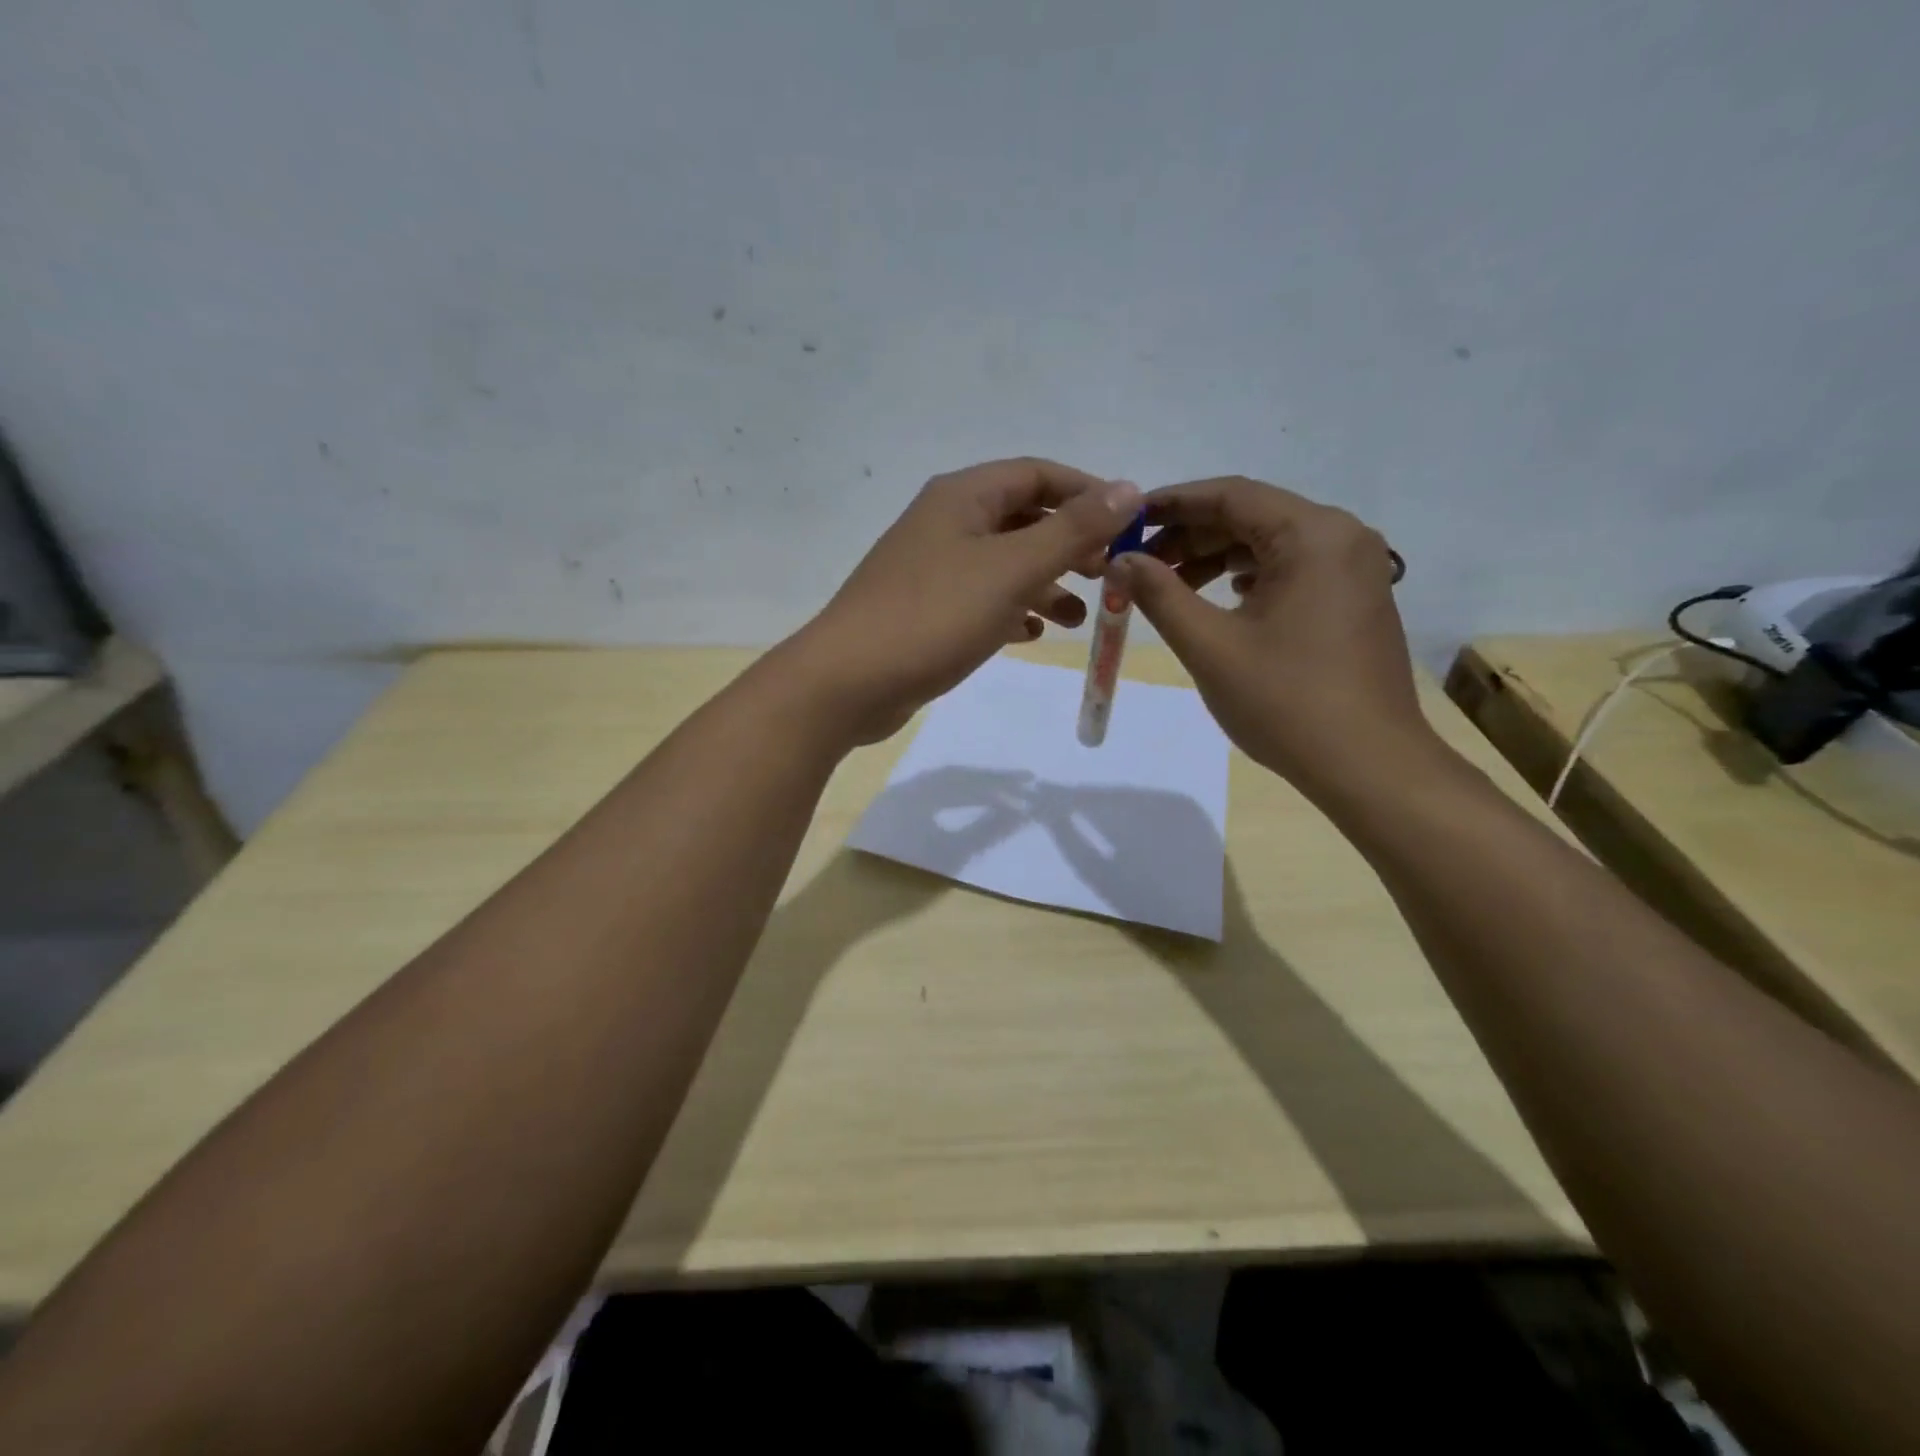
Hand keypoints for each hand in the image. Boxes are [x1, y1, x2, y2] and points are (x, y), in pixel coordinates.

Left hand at [789, 459, 1143, 742]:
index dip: (1088, 494)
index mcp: (963, 497)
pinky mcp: (926, 611)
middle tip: (1108, 575)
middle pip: (1022, 519)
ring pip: (1004, 564)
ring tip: (1080, 617)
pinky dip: (1012, 612)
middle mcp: (946, 523)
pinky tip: (1032, 635)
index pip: (1038, 474)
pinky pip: (982, 600)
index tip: (1128, 526)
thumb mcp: (1012, 570)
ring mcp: (932, 569)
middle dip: (1069, 545)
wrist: (849, 682)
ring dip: (1045, 584)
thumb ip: (1071, 531)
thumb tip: (1129, 489)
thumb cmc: (934, 617)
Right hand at [1119, 476, 1436, 795]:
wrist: (1368, 765)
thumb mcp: (1209, 646)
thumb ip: (1159, 595)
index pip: (1230, 496)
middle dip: (1190, 536)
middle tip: (1139, 564)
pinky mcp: (1355, 599)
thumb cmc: (1285, 702)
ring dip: (1216, 559)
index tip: (1126, 521)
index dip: (1171, 504)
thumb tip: (1121, 560)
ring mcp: (1355, 569)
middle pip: (1252, 516)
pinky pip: (1292, 570)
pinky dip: (1247, 578)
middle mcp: (1342, 537)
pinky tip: (1218, 601)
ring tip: (1168, 587)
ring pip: (1270, 544)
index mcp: (1313, 534)